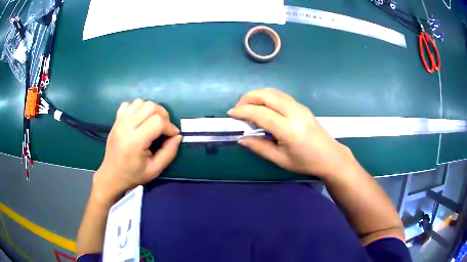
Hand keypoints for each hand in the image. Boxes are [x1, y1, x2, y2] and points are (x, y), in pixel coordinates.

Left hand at [93, 99, 181, 203]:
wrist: (111, 176)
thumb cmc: (133, 175)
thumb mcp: (155, 170)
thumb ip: (169, 153)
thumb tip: (178, 136)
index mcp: (135, 141)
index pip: (158, 122)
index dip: (170, 126)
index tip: (173, 135)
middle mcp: (126, 127)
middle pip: (150, 106)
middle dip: (163, 115)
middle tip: (164, 128)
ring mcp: (119, 121)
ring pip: (140, 102)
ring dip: (151, 110)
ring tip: (152, 123)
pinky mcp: (116, 120)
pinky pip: (129, 104)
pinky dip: (137, 108)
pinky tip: (139, 120)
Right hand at [228, 88, 357, 177]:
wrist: (330, 156)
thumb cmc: (305, 162)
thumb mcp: (280, 160)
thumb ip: (259, 147)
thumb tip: (241, 138)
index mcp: (289, 130)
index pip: (261, 113)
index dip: (243, 111)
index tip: (231, 114)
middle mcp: (294, 113)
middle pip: (266, 95)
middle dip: (248, 97)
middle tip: (238, 108)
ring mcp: (299, 107)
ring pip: (273, 92)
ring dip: (257, 95)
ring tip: (247, 106)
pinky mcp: (301, 105)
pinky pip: (280, 95)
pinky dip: (266, 96)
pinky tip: (262, 106)